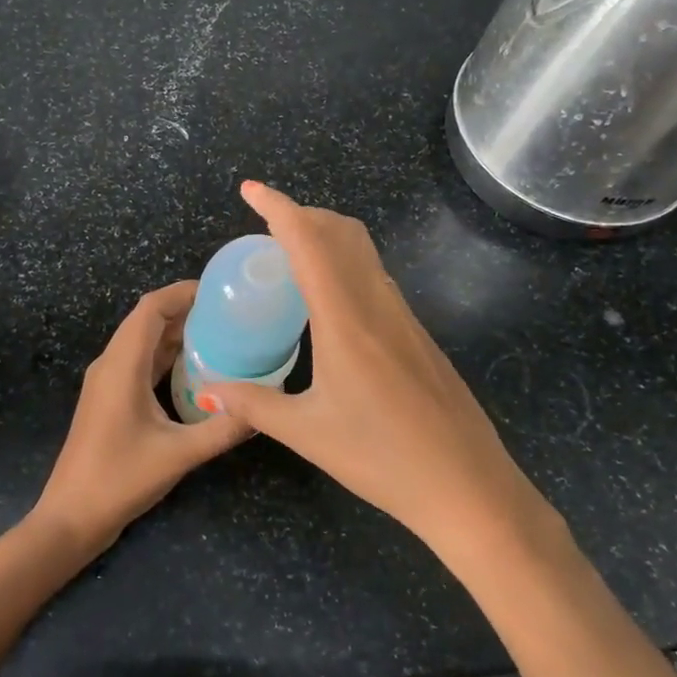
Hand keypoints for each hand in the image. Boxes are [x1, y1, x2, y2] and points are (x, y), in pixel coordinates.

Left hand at [29, 282, 251, 556]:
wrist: (71, 517)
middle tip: (231, 314)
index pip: (151, 308)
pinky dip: (167, 356)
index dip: (183, 292)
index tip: (220, 292)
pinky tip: (197, 370)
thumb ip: (223, 429)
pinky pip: (140, 363)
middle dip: (186, 310)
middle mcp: (111, 364)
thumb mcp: (179, 454)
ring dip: (177, 333)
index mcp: (122, 365)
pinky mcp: (110, 399)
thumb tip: (263, 409)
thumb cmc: (119, 479)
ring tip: (221, 335)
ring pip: (143, 342)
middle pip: (147, 320)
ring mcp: (107, 382)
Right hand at [208, 182, 555, 553]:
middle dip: (302, 214)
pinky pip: (376, 277)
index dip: (277, 207)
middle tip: (266, 226)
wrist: (469, 487)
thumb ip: (253, 404)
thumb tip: (208, 389)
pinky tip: (331, 301)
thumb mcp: (307, 433)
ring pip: (364, 252)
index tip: (250, 190)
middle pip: (341, 232)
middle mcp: (377, 304)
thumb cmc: (383, 460)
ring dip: (327, 237)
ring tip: (292, 256)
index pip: (308, 241)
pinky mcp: (419, 334)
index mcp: (345, 319)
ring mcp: (404, 317)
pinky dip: (346, 264)